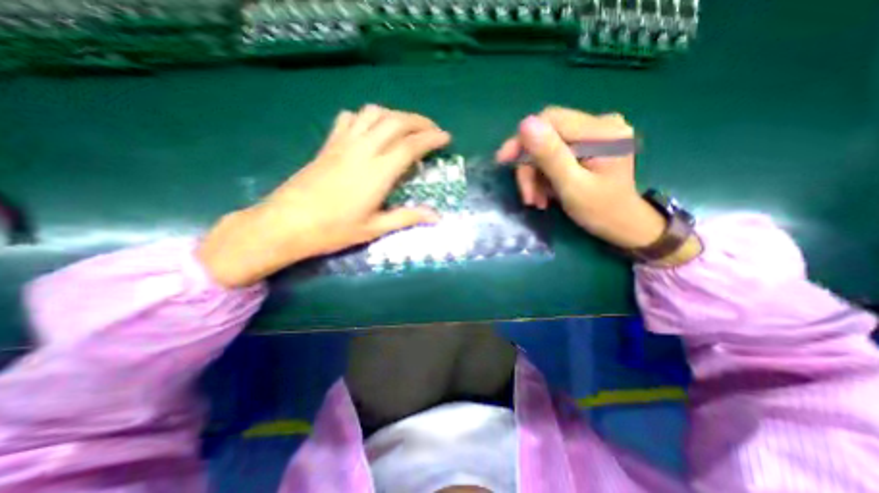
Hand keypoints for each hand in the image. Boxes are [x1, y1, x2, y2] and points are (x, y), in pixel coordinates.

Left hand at [197, 105, 448, 288]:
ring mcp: (343, 144)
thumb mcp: (374, 228)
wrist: (286, 224)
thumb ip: (407, 217)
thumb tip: (436, 216)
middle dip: (419, 121)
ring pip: (373, 113)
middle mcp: (362, 150)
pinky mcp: (328, 145)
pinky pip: (350, 119)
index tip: (446, 138)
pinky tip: (372, 128)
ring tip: (407, 126)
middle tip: (433, 130)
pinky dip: (367, 117)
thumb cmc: (333, 230)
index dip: (431, 139)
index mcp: (377, 173)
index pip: (410, 146)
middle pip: (395, 122)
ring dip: (395, 115)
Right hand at [498, 105, 662, 250]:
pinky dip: (544, 175)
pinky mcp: (589, 145)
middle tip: (527, 195)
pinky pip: (554, 154)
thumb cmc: (601, 211)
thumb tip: (524, 124)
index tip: (502, 161)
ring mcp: (595, 134)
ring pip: (547, 147)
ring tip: (537, 200)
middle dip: (530, 166)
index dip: (522, 140)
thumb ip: (551, 156)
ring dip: (535, 175)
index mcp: (602, 131)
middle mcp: (601, 123)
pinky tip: (545, 193)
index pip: (551, 121)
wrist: (622, 225)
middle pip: (547, 135)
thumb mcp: (572, 187)